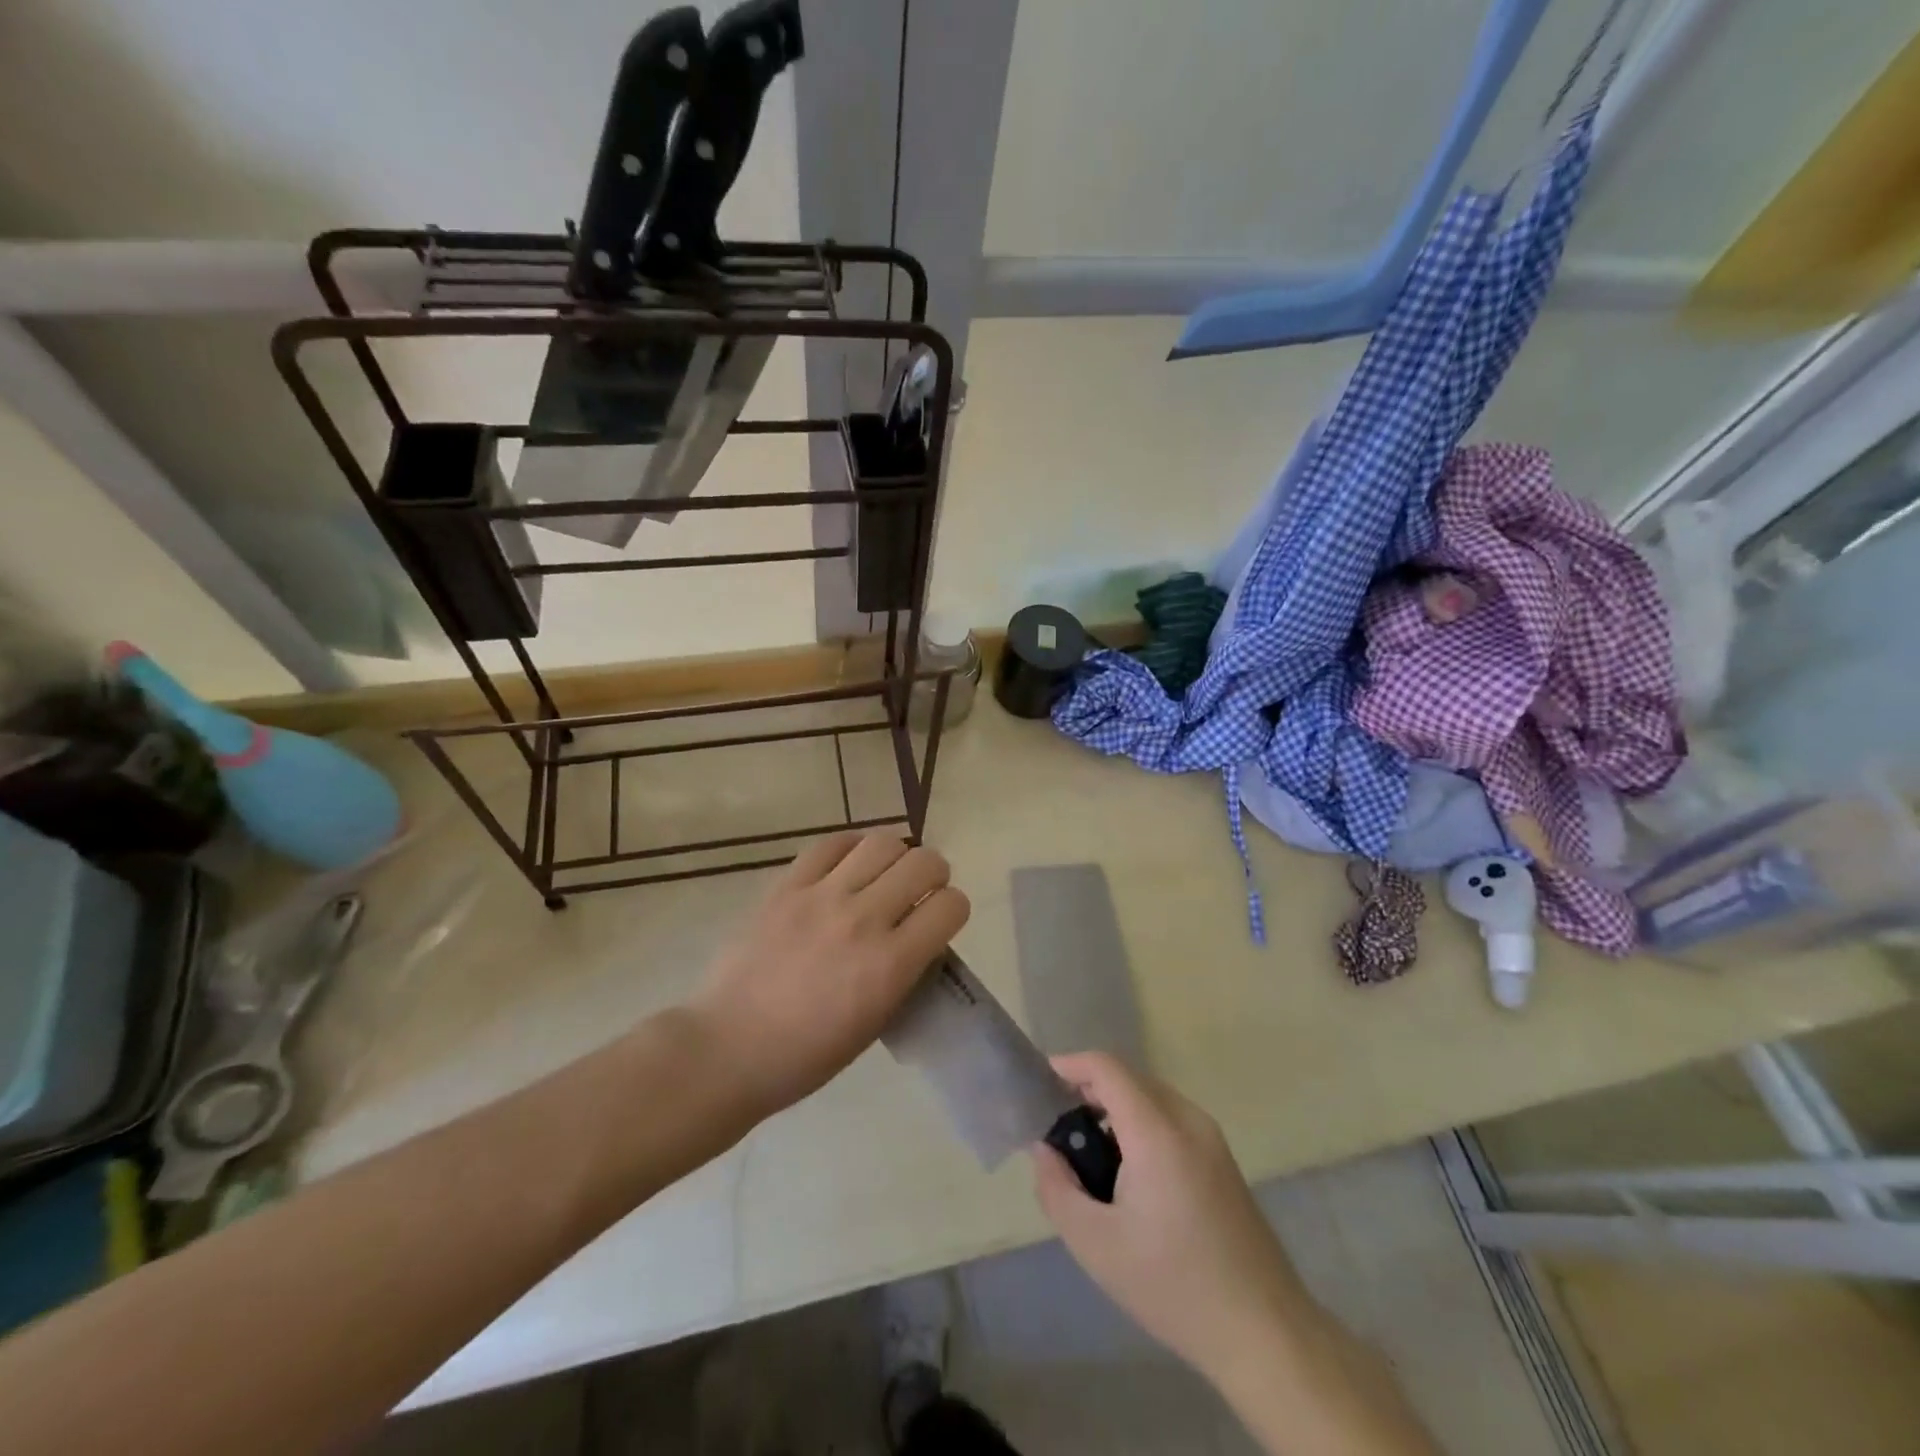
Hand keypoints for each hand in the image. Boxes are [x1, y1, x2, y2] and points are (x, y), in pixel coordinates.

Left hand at [689, 832, 968, 1118]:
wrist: (728, 1049)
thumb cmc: (806, 1055)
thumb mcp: (876, 1022)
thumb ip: (904, 971)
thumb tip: (919, 935)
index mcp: (890, 965)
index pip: (951, 906)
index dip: (953, 909)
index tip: (941, 919)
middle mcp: (863, 920)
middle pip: (924, 862)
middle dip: (934, 873)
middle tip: (919, 890)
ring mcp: (822, 896)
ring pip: (882, 843)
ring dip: (895, 856)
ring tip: (883, 874)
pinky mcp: (786, 885)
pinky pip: (830, 844)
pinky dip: (850, 849)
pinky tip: (847, 867)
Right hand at [1031, 1053, 1305, 1388]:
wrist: (1265, 1332)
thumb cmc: (1173, 1285)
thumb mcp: (1096, 1245)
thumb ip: (1057, 1188)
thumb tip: (1046, 1149)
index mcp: (1157, 1131)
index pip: (1106, 1068)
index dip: (1069, 1065)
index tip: (1039, 1087)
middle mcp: (1187, 1120)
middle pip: (1128, 1079)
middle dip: (1088, 1091)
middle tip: (1059, 1131)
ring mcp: (1211, 1138)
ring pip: (1150, 1098)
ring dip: (1114, 1110)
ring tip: (1089, 1158)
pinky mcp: (1222, 1159)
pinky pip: (1170, 1119)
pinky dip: (1139, 1126)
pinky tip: (1129, 1177)